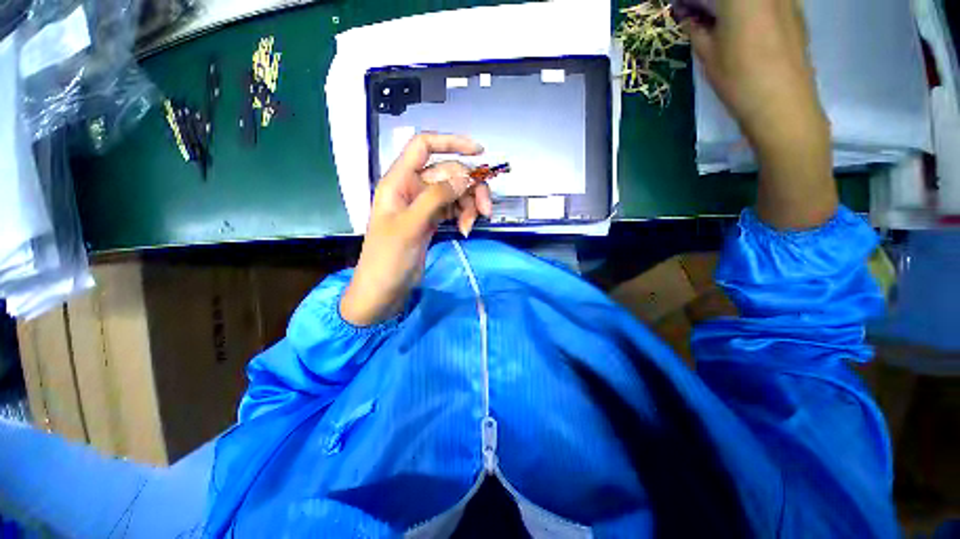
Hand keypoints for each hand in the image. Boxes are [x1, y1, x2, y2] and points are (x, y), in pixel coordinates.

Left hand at [340, 133, 489, 325]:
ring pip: (455, 192)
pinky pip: (454, 208)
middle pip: (449, 173)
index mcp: (399, 181)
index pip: (424, 146)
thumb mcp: (410, 226)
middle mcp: (412, 188)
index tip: (478, 152)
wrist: (383, 290)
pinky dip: (463, 216)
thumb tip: (464, 176)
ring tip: (469, 226)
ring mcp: (424, 205)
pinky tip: (465, 230)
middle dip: (469, 188)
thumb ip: (435, 198)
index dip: (451, 142)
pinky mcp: (432, 220)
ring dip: (468, 205)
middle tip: (484, 210)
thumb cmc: (387, 259)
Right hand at [686, 0, 826, 152]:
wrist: (782, 103)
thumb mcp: (707, 54)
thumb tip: (689, 15)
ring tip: (719, 23)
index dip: (691, 2)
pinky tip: (744, 26)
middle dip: (710, 3)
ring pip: (750, 0)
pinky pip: (768, 3)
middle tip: (698, 16)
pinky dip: (751, 9)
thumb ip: (696, 28)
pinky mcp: (796, 10)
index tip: (683, 10)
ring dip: (730, 7)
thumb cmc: (739, 78)